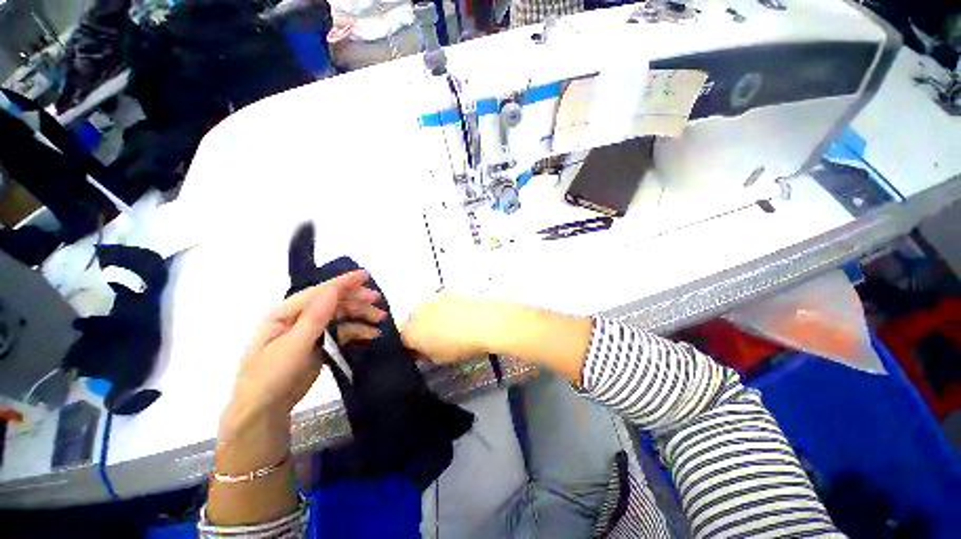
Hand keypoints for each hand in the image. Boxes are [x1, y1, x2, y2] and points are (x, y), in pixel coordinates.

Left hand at [222, 270, 384, 442]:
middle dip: (357, 301)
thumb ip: (315, 316)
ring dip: (362, 316)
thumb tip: (333, 289)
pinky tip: (372, 335)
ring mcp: (311, 331)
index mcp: (287, 312)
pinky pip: (342, 332)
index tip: (367, 275)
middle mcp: (300, 317)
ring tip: (381, 321)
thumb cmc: (271, 376)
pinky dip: (358, 332)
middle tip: (379, 302)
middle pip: (334, 302)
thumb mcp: (293, 345)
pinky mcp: (320, 345)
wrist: (265, 411)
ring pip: (341, 316)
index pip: (319, 291)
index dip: (344, 282)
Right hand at [400, 291, 498, 363]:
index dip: (411, 347)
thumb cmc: (460, 345)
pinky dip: (448, 308)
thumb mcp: (439, 359)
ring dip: (434, 317)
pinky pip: (443, 302)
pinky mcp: (449, 291)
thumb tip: (422, 351)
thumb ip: (425, 355)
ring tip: (453, 326)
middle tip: (437, 339)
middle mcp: (418, 312)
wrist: (485, 322)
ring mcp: (433, 299)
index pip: (402, 340)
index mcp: (411, 331)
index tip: (421, 353)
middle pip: (414, 322)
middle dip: (421, 329)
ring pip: (428, 310)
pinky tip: (461, 316)